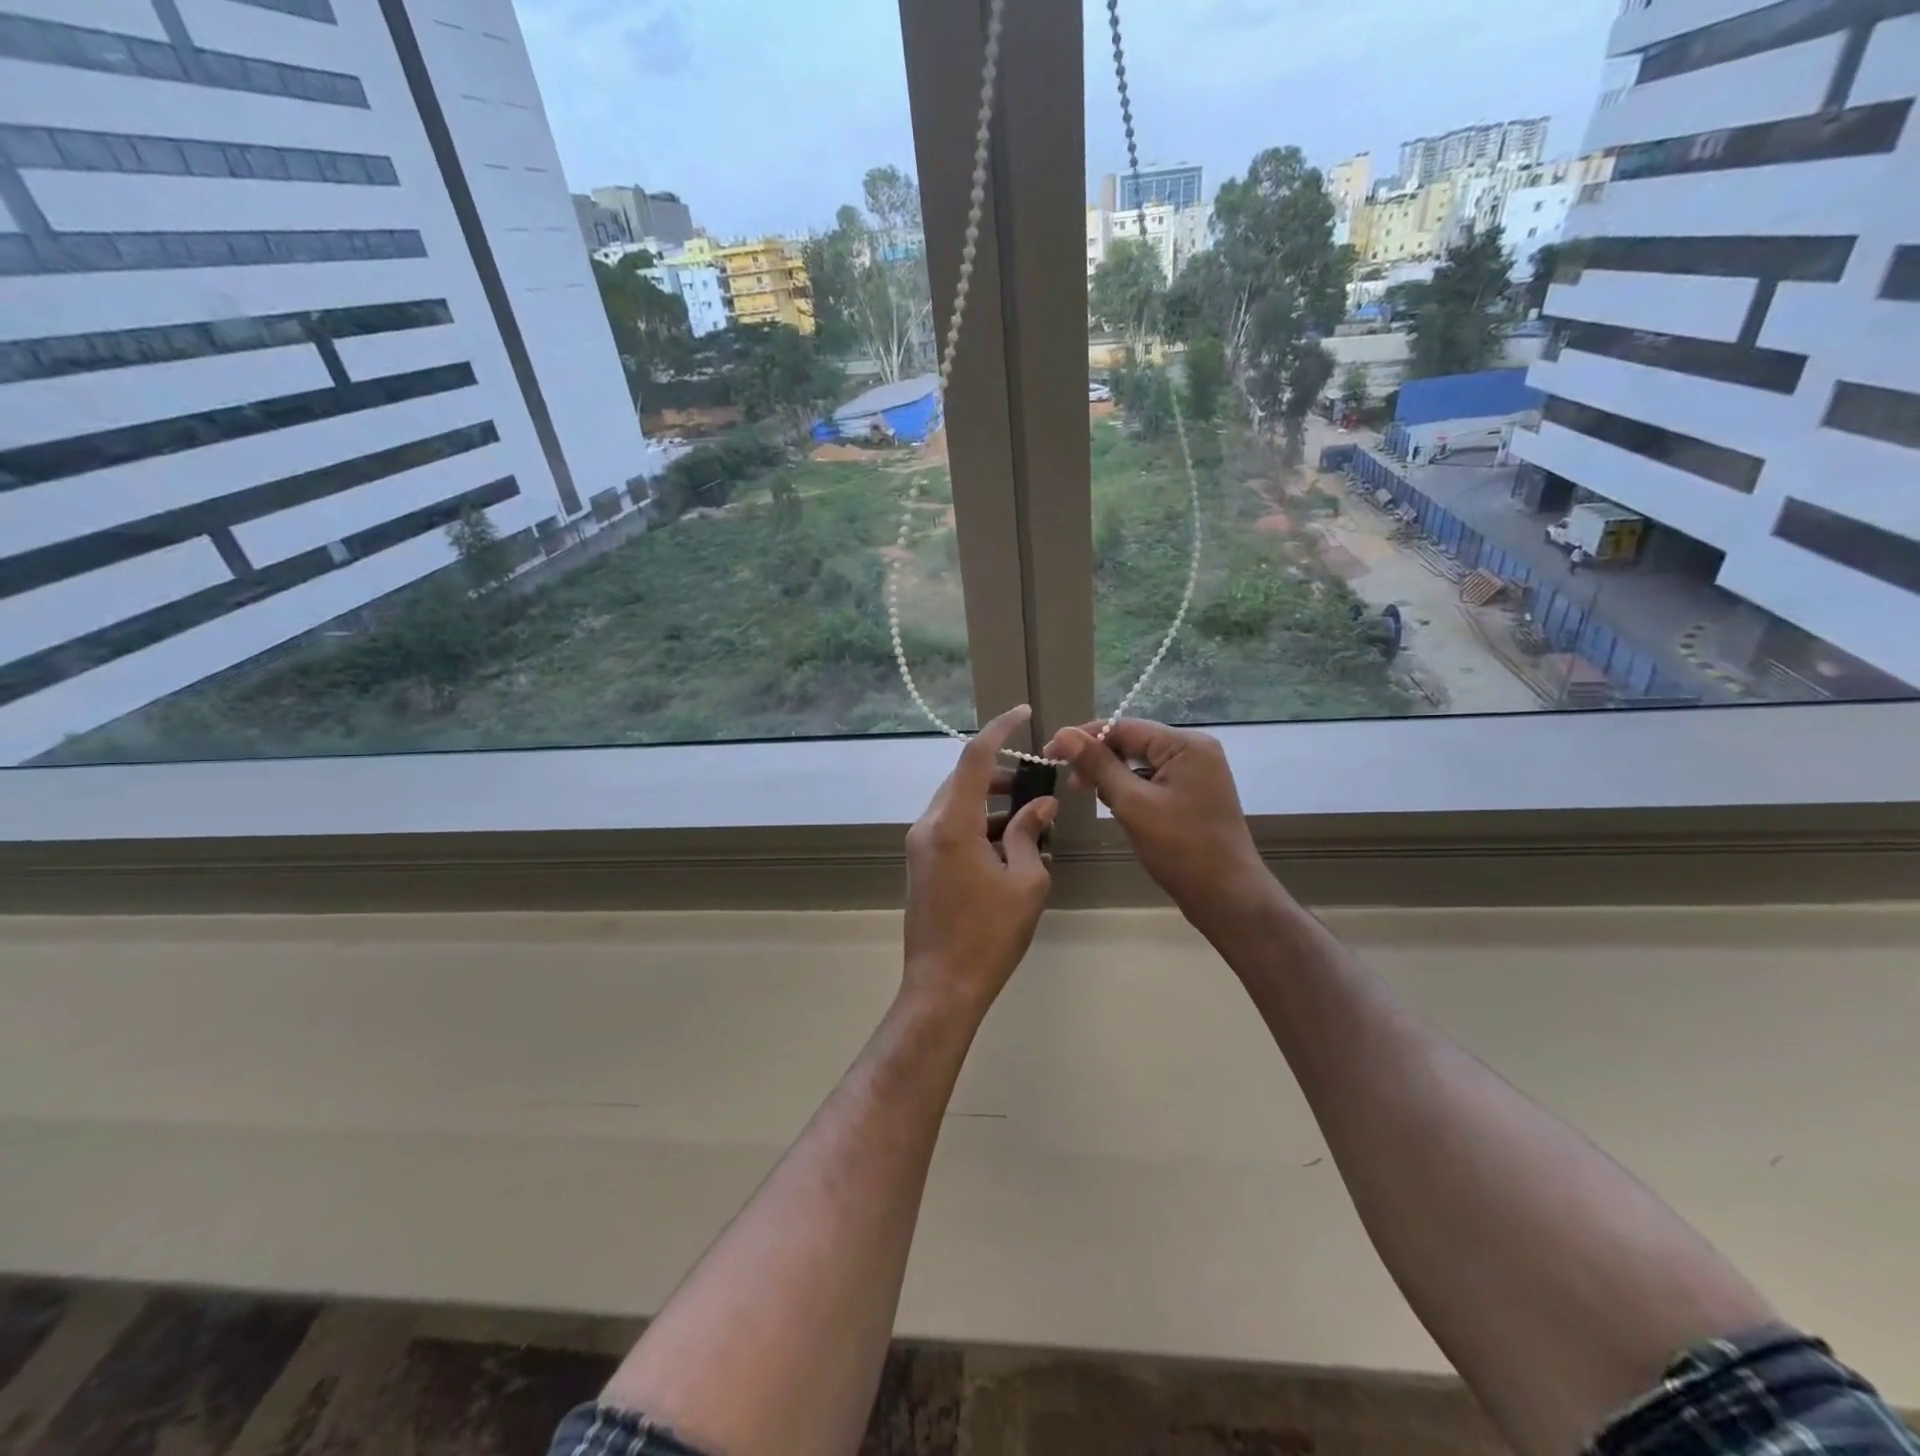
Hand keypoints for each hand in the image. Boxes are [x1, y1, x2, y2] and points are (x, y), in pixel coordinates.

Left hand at [902, 705, 1056, 1014]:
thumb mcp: (1025, 882)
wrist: (942, 985)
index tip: (1022, 713)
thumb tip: (1040, 804)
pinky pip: (949, 826)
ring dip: (989, 801)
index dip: (999, 730)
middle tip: (1035, 782)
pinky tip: (1006, 845)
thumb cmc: (990, 935)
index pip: (974, 758)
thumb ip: (1030, 834)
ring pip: (956, 803)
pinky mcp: (920, 864)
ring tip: (1028, 817)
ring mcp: (919, 845)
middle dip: (999, 773)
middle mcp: (929, 826)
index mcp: (953, 824)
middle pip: (963, 779)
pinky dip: (977, 823)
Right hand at [1044, 717, 1271, 932]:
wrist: (1227, 897)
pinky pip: (1154, 782)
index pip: (1124, 728)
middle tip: (1073, 786)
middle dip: (1100, 762)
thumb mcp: (1133, 803)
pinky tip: (1122, 812)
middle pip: (1134, 743)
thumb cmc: (1180, 848)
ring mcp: (1197, 774)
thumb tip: (1064, 734)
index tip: (1050, 755)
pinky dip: (1133, 793)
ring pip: (1141, 765)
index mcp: (1185, 745)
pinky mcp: (1194, 795)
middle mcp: (1195, 751)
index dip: (1084, 738)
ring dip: (1115, 779)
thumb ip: (1098, 765)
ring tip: (1097, 802)